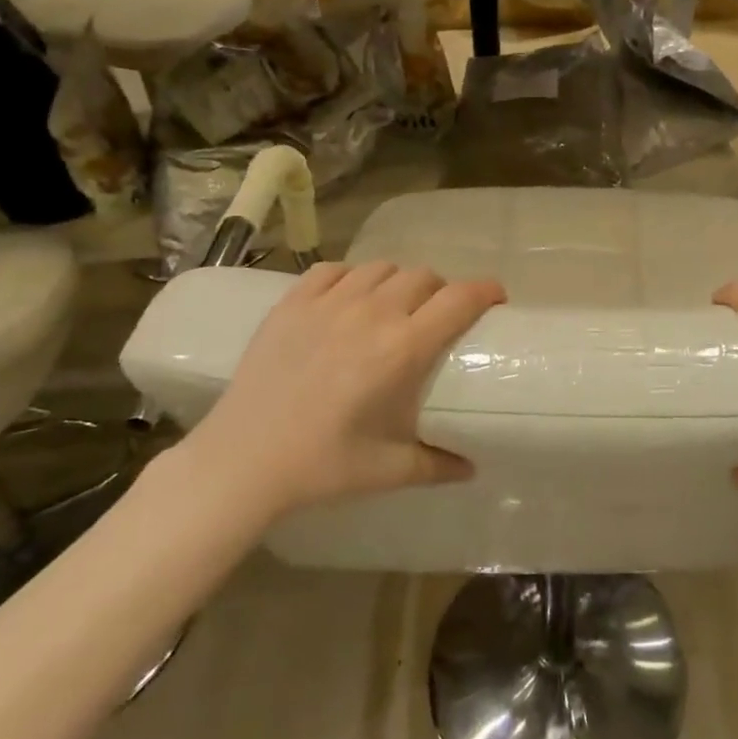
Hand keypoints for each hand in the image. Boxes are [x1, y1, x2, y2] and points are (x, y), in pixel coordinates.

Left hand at [178, 262, 505, 520]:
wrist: (241, 461)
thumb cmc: (321, 466)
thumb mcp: (388, 470)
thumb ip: (438, 465)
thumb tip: (472, 468)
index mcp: (401, 350)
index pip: (458, 300)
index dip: (485, 291)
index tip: (496, 298)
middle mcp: (371, 314)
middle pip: (424, 276)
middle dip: (442, 290)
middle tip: (440, 314)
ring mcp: (328, 303)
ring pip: (381, 268)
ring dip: (399, 282)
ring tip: (395, 305)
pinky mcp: (292, 303)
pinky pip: (333, 270)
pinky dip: (352, 277)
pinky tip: (349, 298)